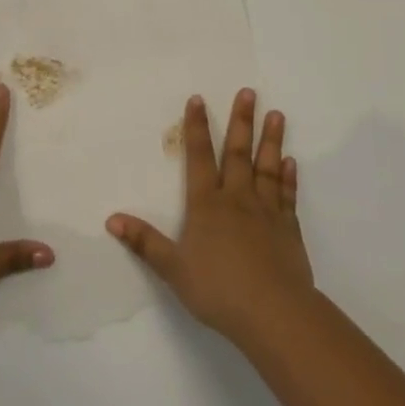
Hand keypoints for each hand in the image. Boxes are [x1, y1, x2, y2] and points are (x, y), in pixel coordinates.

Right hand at [107, 89, 313, 346]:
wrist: (273, 313)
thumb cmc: (218, 289)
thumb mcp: (173, 268)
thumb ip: (145, 242)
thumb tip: (112, 219)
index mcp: (207, 205)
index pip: (199, 158)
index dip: (197, 128)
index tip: (199, 99)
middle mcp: (237, 199)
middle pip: (237, 153)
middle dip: (241, 121)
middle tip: (249, 92)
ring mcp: (266, 212)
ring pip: (267, 168)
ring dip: (271, 140)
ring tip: (277, 114)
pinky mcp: (288, 229)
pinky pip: (287, 196)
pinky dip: (289, 178)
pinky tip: (292, 162)